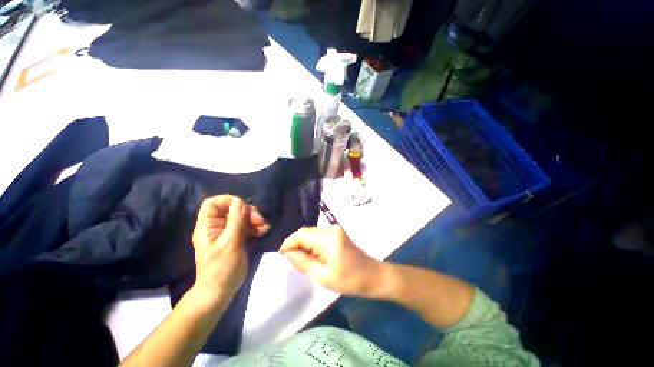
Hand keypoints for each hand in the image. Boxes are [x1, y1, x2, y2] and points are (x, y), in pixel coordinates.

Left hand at [191, 195, 269, 309]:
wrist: (219, 292)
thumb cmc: (222, 269)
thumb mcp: (230, 243)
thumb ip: (235, 221)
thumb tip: (240, 202)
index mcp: (207, 227)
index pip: (212, 204)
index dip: (227, 200)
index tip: (243, 206)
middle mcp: (216, 227)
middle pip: (231, 210)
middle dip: (247, 212)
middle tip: (260, 220)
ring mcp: (226, 233)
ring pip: (241, 218)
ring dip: (254, 220)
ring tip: (265, 227)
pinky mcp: (235, 239)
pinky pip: (246, 227)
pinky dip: (255, 227)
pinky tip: (263, 231)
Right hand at [279, 225, 381, 296]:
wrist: (373, 276)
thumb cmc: (350, 280)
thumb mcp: (322, 276)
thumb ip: (302, 262)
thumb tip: (287, 254)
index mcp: (327, 238)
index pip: (301, 235)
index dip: (288, 243)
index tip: (280, 256)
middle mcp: (330, 229)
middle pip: (306, 232)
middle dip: (295, 244)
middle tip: (289, 260)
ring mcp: (335, 230)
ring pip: (312, 233)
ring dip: (303, 244)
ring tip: (299, 260)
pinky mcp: (337, 234)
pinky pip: (319, 236)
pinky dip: (312, 244)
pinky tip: (311, 256)